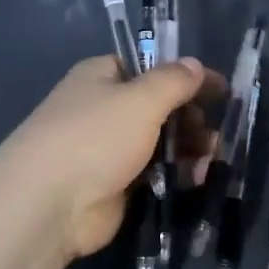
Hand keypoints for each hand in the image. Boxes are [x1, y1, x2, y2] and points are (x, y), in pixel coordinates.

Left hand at [0, 56, 221, 259]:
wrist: (49, 204)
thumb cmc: (95, 137)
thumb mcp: (141, 99)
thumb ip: (173, 80)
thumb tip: (195, 64)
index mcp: (101, 76)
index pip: (148, 67)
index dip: (184, 76)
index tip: (220, 90)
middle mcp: (102, 107)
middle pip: (156, 106)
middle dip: (189, 116)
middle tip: (214, 132)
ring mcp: (106, 149)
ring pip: (156, 141)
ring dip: (186, 147)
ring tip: (211, 158)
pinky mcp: (112, 185)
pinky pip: (151, 172)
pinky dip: (174, 173)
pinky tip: (196, 179)